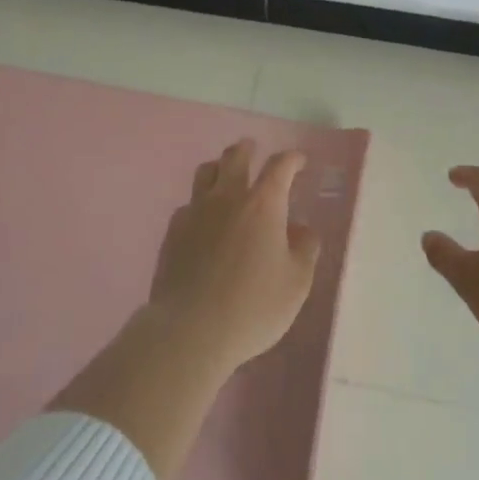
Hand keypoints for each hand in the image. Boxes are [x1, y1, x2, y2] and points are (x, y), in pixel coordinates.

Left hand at [146, 139, 321, 375]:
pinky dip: (200, 203)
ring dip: (219, 167)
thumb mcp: (296, 284)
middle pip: (235, 157)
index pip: (280, 166)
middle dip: (247, 149)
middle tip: (253, 149)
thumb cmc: (253, 306)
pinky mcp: (173, 231)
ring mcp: (196, 211)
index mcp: (263, 204)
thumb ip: (305, 250)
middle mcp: (228, 197)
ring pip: (206, 172)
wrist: (190, 330)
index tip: (299, 161)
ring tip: (225, 174)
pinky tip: (203, 219)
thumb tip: (302, 230)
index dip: (291, 159)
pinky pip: (188, 203)